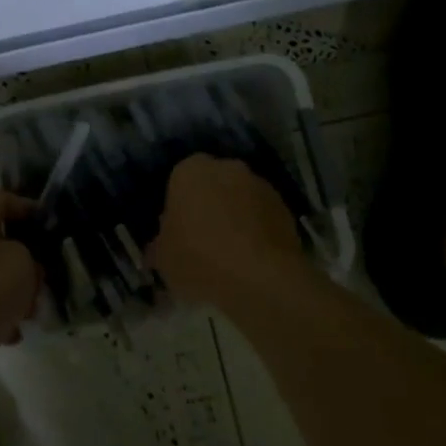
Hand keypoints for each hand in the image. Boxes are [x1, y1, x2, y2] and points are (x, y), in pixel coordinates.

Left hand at [0, 190, 39, 385]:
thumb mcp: (22, 266)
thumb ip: (30, 254)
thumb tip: (21, 262)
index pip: (2, 199)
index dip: (28, 207)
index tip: (50, 226)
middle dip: (24, 260)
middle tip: (42, 281)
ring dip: (11, 290)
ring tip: (28, 315)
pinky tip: (8, 335)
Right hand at [150, 154, 308, 309]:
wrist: (261, 279)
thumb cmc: (199, 258)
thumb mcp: (163, 258)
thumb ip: (159, 245)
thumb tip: (159, 248)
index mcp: (191, 170)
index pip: (179, 179)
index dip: (179, 204)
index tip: (178, 229)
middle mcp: (227, 167)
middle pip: (213, 184)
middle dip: (209, 205)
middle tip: (202, 239)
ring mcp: (261, 186)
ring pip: (240, 199)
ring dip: (236, 217)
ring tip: (230, 254)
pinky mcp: (286, 209)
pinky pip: (263, 217)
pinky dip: (257, 232)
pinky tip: (252, 260)